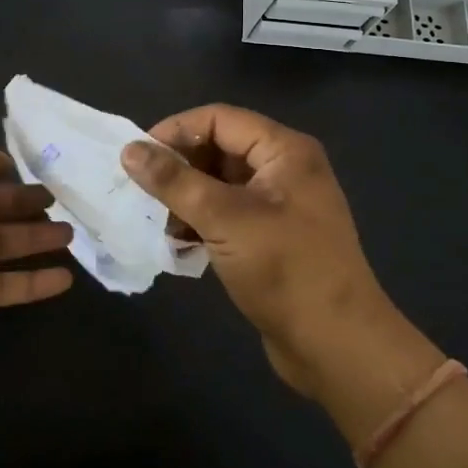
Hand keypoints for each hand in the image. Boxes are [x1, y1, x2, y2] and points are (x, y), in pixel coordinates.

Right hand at [121, 105, 409, 402]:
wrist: (338, 348)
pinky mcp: (272, 237)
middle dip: (179, 167)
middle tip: (142, 191)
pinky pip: (227, 213)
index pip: (218, 118)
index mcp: (284, 151)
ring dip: (186, 198)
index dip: (175, 131)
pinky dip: (200, 222)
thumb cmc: (286, 270)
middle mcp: (284, 169)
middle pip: (218, 148)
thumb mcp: (224, 219)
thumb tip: (129, 150)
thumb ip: (174, 181)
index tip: (137, 156)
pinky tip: (178, 243)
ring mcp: (280, 205)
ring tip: (158, 222)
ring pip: (219, 183)